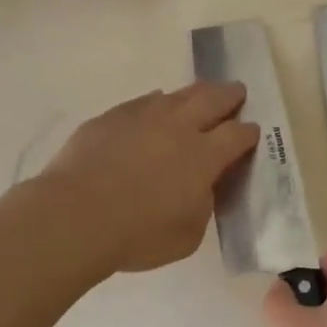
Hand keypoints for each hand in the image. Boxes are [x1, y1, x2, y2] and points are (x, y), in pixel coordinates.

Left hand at [40, 82, 258, 273]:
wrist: (74, 216)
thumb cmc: (137, 234)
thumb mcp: (188, 234)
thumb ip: (202, 204)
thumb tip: (201, 187)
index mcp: (204, 156)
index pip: (237, 135)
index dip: (249, 133)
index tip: (252, 132)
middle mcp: (179, 126)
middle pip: (213, 99)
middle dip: (229, 95)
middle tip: (237, 92)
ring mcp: (143, 116)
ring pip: (177, 95)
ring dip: (195, 94)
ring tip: (200, 95)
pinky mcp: (111, 117)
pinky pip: (143, 102)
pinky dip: (156, 103)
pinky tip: (155, 106)